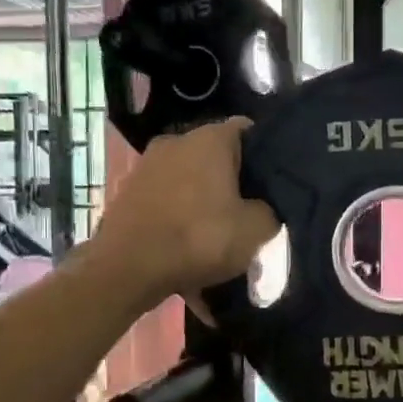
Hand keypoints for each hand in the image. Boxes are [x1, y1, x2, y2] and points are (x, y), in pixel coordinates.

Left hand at [92, 119, 279, 302]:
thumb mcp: (256, 230)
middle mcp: (176, 141)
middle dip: (233, 184)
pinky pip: (167, 203)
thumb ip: (270, 211)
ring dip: (205, 205)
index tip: (275, 183)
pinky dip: (180, 221)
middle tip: (249, 215)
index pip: (249, 132)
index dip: (267, 155)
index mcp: (210, 139)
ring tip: (217, 238)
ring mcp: (147, 166)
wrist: (127, 270)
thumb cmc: (199, 239)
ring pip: (190, 182)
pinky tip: (188, 250)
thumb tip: (264, 207)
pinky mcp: (128, 193)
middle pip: (217, 158)